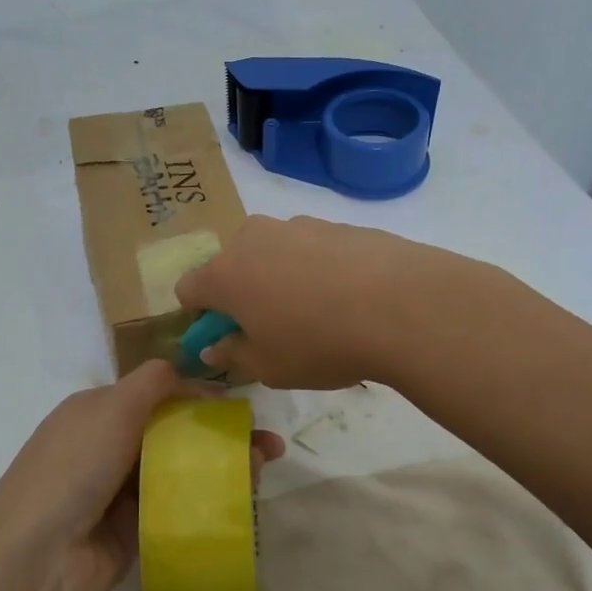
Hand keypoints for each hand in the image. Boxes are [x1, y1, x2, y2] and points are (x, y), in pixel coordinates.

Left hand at [0, 360, 283, 590]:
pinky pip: (177, 509)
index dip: (197, 396)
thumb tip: (187, 372)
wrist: (37, 556)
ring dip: (221, 468)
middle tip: (267, 444)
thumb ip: (153, 382)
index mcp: (98, 411)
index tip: (238, 406)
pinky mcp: (134, 531)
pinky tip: (242, 501)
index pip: (156, 394)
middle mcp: (109, 447)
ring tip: (263, 469)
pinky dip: (207, 503)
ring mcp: (121, 492)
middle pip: (174, 433)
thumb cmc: (75, 466)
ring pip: (181, 471)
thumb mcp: (112, 407)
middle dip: (219, 434)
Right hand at [174, 215, 423, 388]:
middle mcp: (253, 239)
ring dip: (280, 278)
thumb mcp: (269, 366)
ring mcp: (296, 226)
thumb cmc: (319, 343)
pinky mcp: (336, 224)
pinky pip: (311, 249)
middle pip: (232, 265)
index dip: (200, 316)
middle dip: (243, 293)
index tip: (226, 338)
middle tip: (274, 327)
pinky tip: (349, 297)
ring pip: (273, 254)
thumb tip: (214, 346)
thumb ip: (233, 355)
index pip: (188, 289)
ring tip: (320, 312)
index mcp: (225, 274)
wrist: (402, 305)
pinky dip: (317, 269)